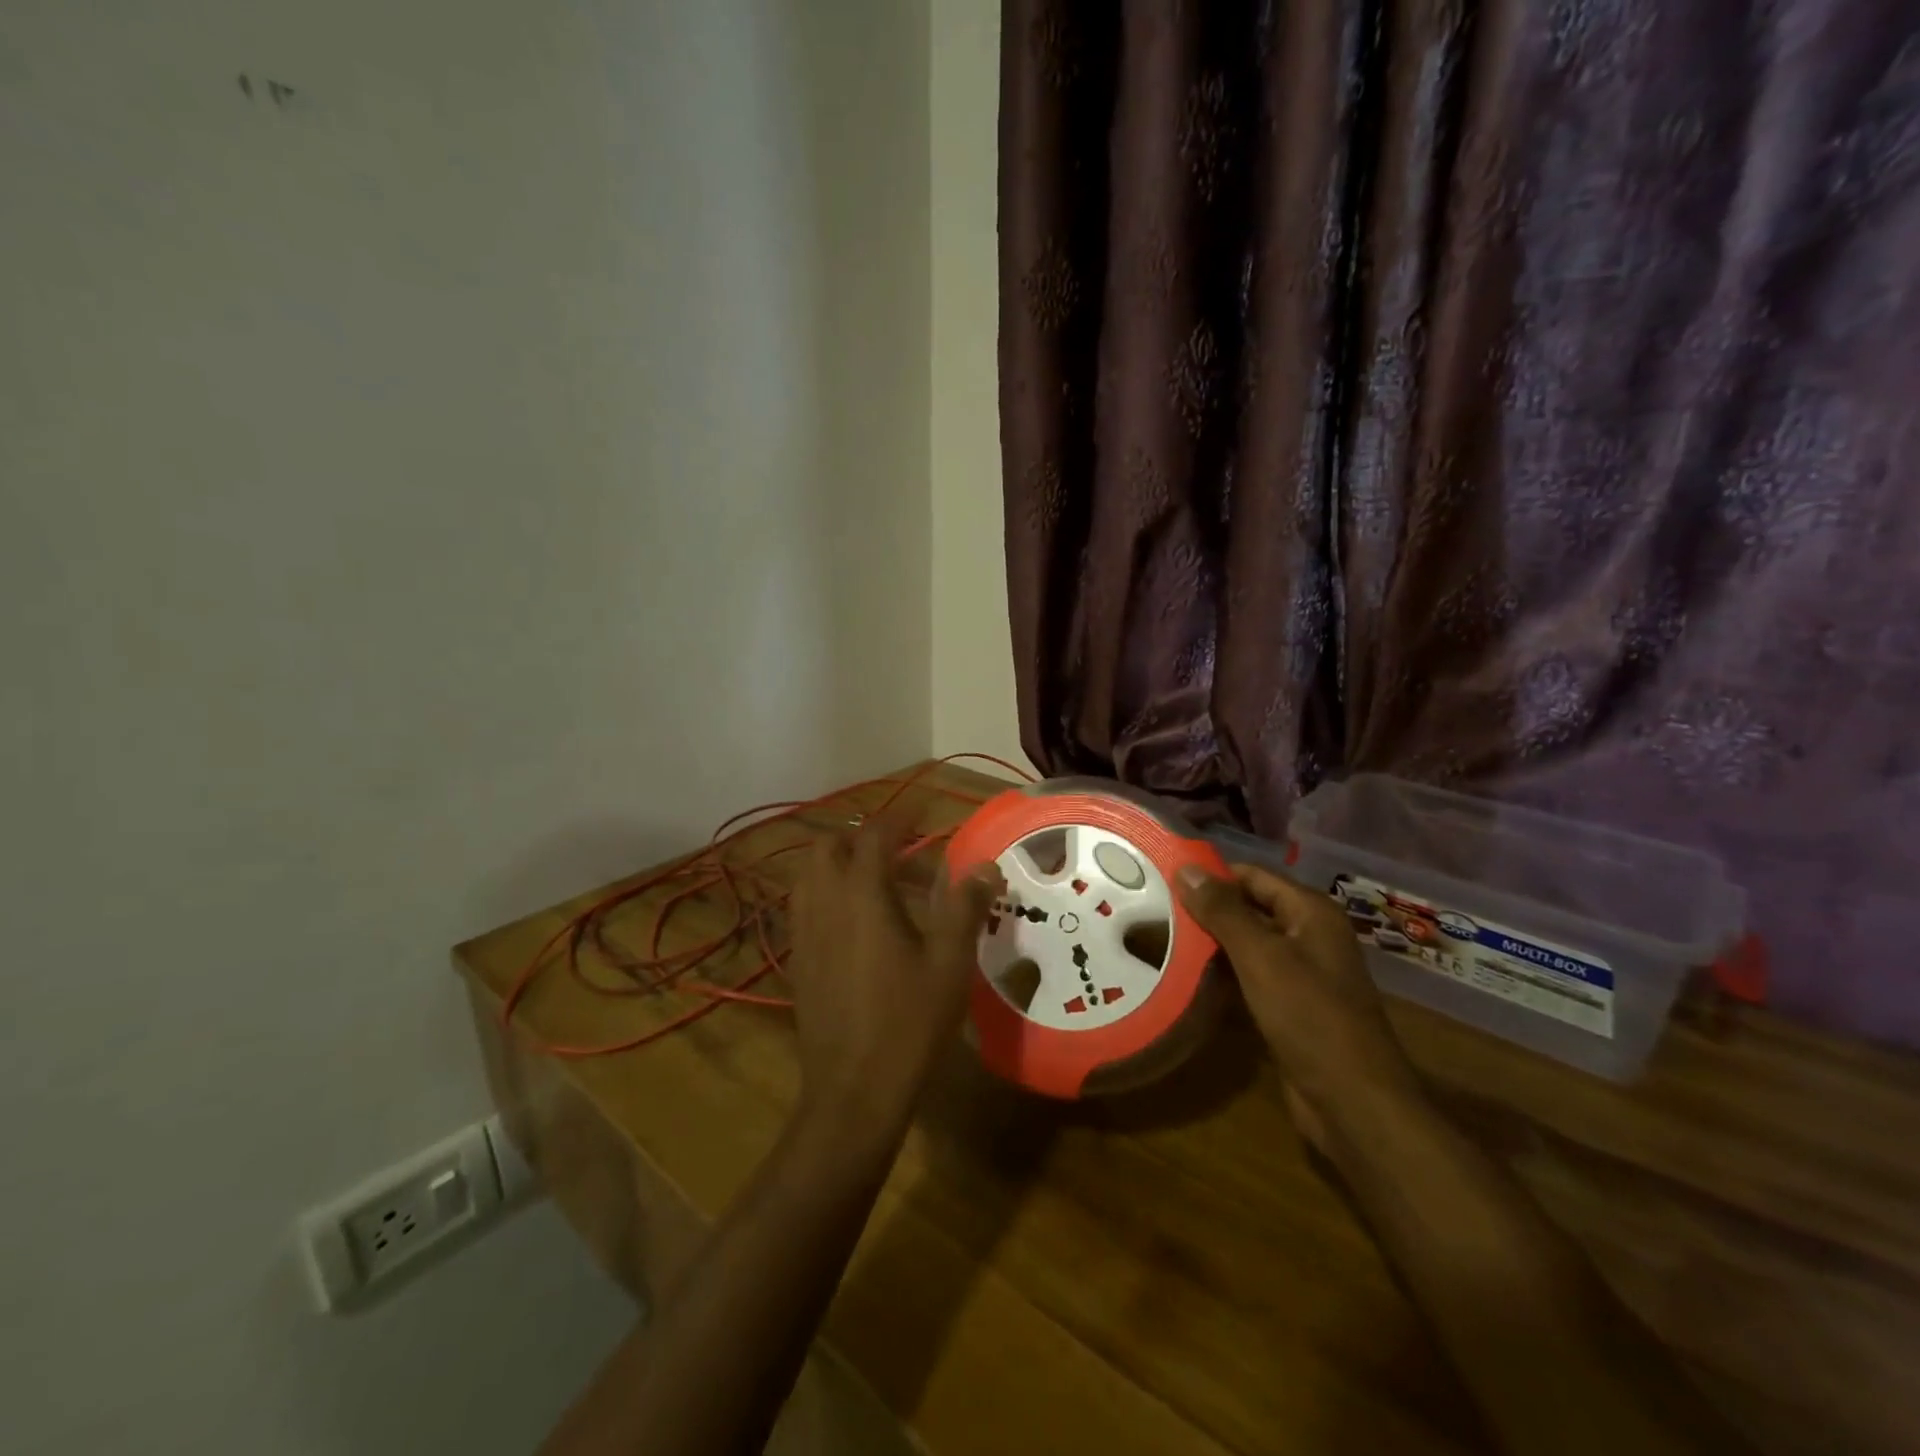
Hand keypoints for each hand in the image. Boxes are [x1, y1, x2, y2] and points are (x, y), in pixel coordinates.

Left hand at [786, 816, 1001, 1131]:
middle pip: (828, 847)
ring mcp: (803, 931)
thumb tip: (985, 867)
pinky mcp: (797, 959)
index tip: (921, 814)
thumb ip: (965, 907)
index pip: (874, 835)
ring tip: (876, 885)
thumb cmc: (910, 1020)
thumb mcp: (950, 962)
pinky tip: (856, 926)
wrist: (854, 1088)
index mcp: (862, 894)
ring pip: (809, 876)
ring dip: (838, 866)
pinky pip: (804, 907)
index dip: (898, 818)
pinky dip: (826, 896)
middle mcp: (824, 902)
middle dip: (859, 839)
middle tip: (898, 853)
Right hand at [1177, 863, 1422, 1150]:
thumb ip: (1223, 911)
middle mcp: (1309, 935)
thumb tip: (1186, 868)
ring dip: (1211, 942)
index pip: (1252, 876)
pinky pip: (1250, 975)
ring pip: (1247, 943)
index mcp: (1311, 913)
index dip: (1212, 875)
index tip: (1164, 878)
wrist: (1353, 1102)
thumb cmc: (1310, 1017)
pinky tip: (1187, 975)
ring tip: (1162, 936)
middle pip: (1250, 907)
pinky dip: (1222, 972)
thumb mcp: (1261, 957)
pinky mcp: (1291, 1005)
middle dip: (1207, 908)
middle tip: (1155, 907)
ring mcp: (1302, 972)